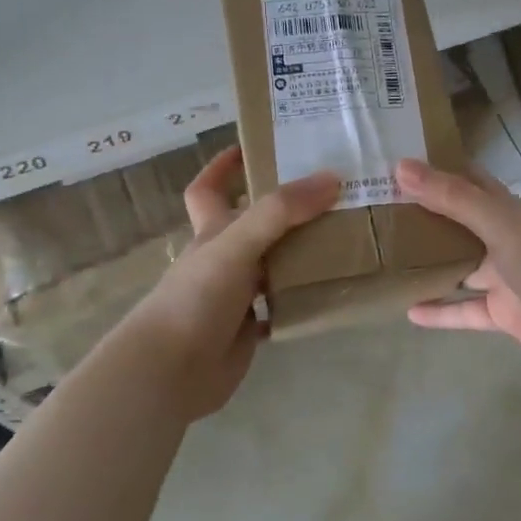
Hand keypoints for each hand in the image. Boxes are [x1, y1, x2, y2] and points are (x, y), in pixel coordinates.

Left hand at [125, 147, 338, 420]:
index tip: (257, 147)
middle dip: (287, 208)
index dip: (224, 165)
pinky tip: (336, 288)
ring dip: (304, 252)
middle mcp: (224, 258)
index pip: (209, 188)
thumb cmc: (195, 298)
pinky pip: (284, 304)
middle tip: (332, 192)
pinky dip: (305, 296)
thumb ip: (280, 212)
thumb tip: (332, 178)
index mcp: (212, 231)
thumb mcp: (236, 243)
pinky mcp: (250, 328)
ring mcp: (237, 295)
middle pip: (255, 223)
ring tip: (348, 235)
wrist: (171, 372)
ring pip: (275, 264)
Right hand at [397, 158, 520, 381]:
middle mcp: (504, 240)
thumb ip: (452, 198)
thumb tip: (400, 167)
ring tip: (386, 259)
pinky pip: (465, 311)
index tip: (398, 161)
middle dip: (425, 218)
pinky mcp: (504, 315)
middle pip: (459, 225)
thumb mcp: (500, 224)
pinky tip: (408, 312)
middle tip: (379, 211)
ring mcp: (505, 279)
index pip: (469, 182)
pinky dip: (440, 312)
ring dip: (429, 265)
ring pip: (459, 268)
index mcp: (508, 211)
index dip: (439, 170)